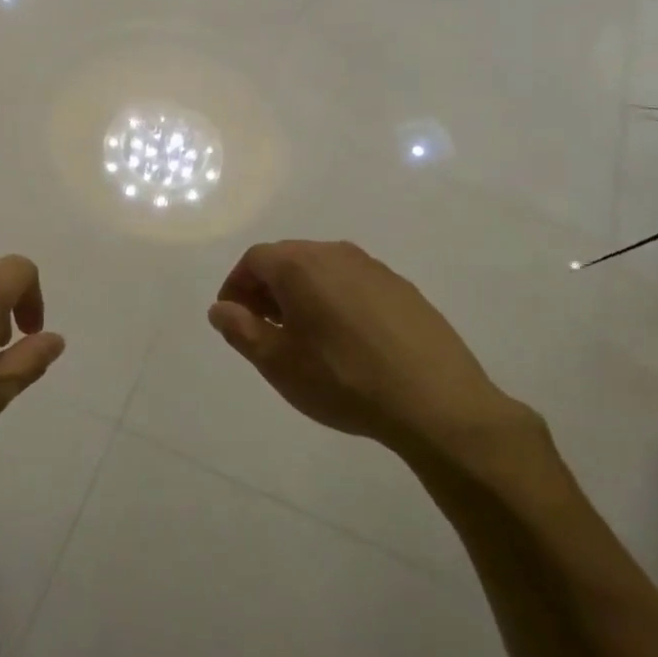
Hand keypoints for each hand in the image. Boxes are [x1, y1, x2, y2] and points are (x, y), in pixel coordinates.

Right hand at [208, 240, 546, 478]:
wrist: (435, 402)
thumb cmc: (342, 380)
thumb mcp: (278, 363)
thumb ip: (241, 329)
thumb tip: (222, 308)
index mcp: (301, 265)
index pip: (254, 259)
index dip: (236, 286)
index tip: (234, 319)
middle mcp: (337, 253)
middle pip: (288, 259)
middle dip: (267, 289)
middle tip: (263, 328)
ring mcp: (375, 269)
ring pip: (323, 270)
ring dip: (302, 294)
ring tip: (303, 337)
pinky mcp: (403, 289)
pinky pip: (354, 283)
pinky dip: (335, 300)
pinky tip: (345, 340)